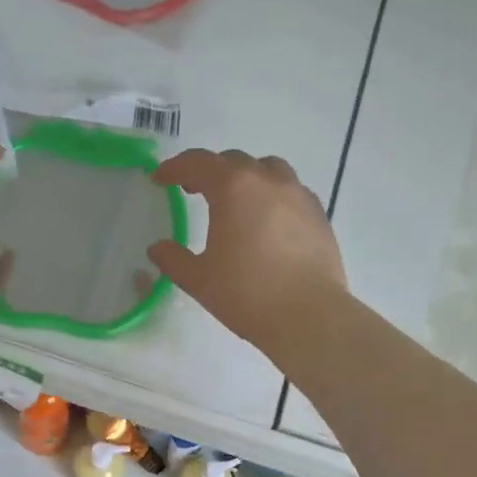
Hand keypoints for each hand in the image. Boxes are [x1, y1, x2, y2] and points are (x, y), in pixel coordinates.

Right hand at [147, 149, 347, 354]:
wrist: (309, 316)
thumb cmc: (247, 294)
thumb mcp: (199, 280)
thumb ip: (173, 259)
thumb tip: (157, 248)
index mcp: (233, 188)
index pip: (197, 163)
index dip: (174, 168)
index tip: (159, 179)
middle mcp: (268, 180)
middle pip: (233, 161)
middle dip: (209, 171)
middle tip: (193, 190)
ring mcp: (298, 194)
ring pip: (268, 169)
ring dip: (246, 176)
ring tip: (236, 200)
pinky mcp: (319, 214)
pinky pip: (291, 190)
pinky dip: (272, 195)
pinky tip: (268, 220)